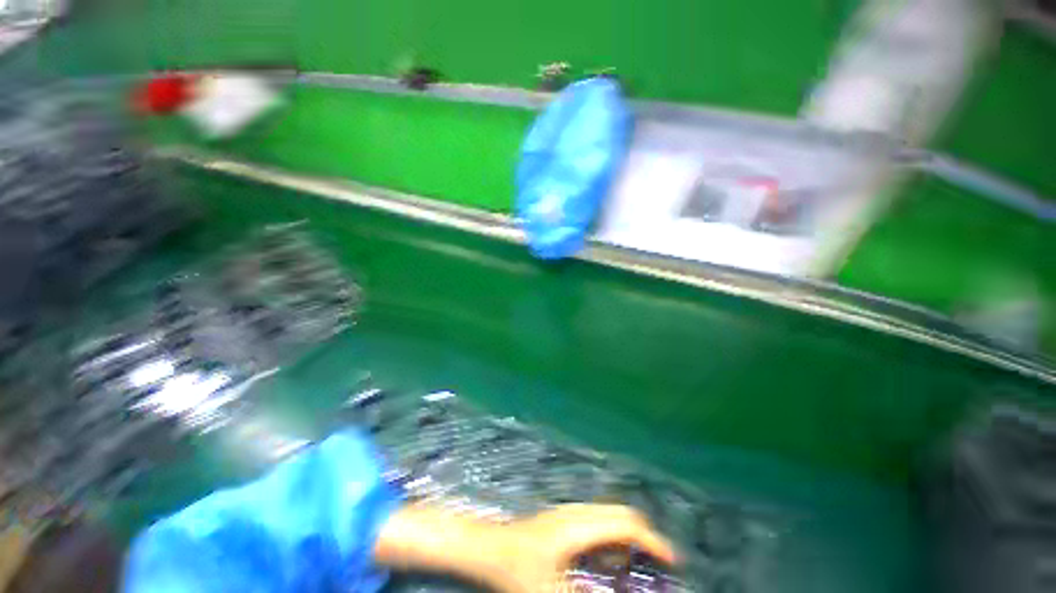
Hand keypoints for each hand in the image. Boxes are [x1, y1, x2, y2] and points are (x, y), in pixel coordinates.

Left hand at [491, 504, 677, 592]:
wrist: (489, 547)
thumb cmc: (517, 571)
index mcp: (579, 527)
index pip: (625, 524)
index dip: (652, 541)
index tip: (672, 560)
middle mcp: (577, 512)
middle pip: (621, 512)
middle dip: (644, 535)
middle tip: (658, 564)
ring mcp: (569, 510)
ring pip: (609, 513)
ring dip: (627, 534)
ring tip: (635, 563)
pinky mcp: (563, 515)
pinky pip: (597, 518)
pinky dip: (612, 534)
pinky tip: (607, 557)